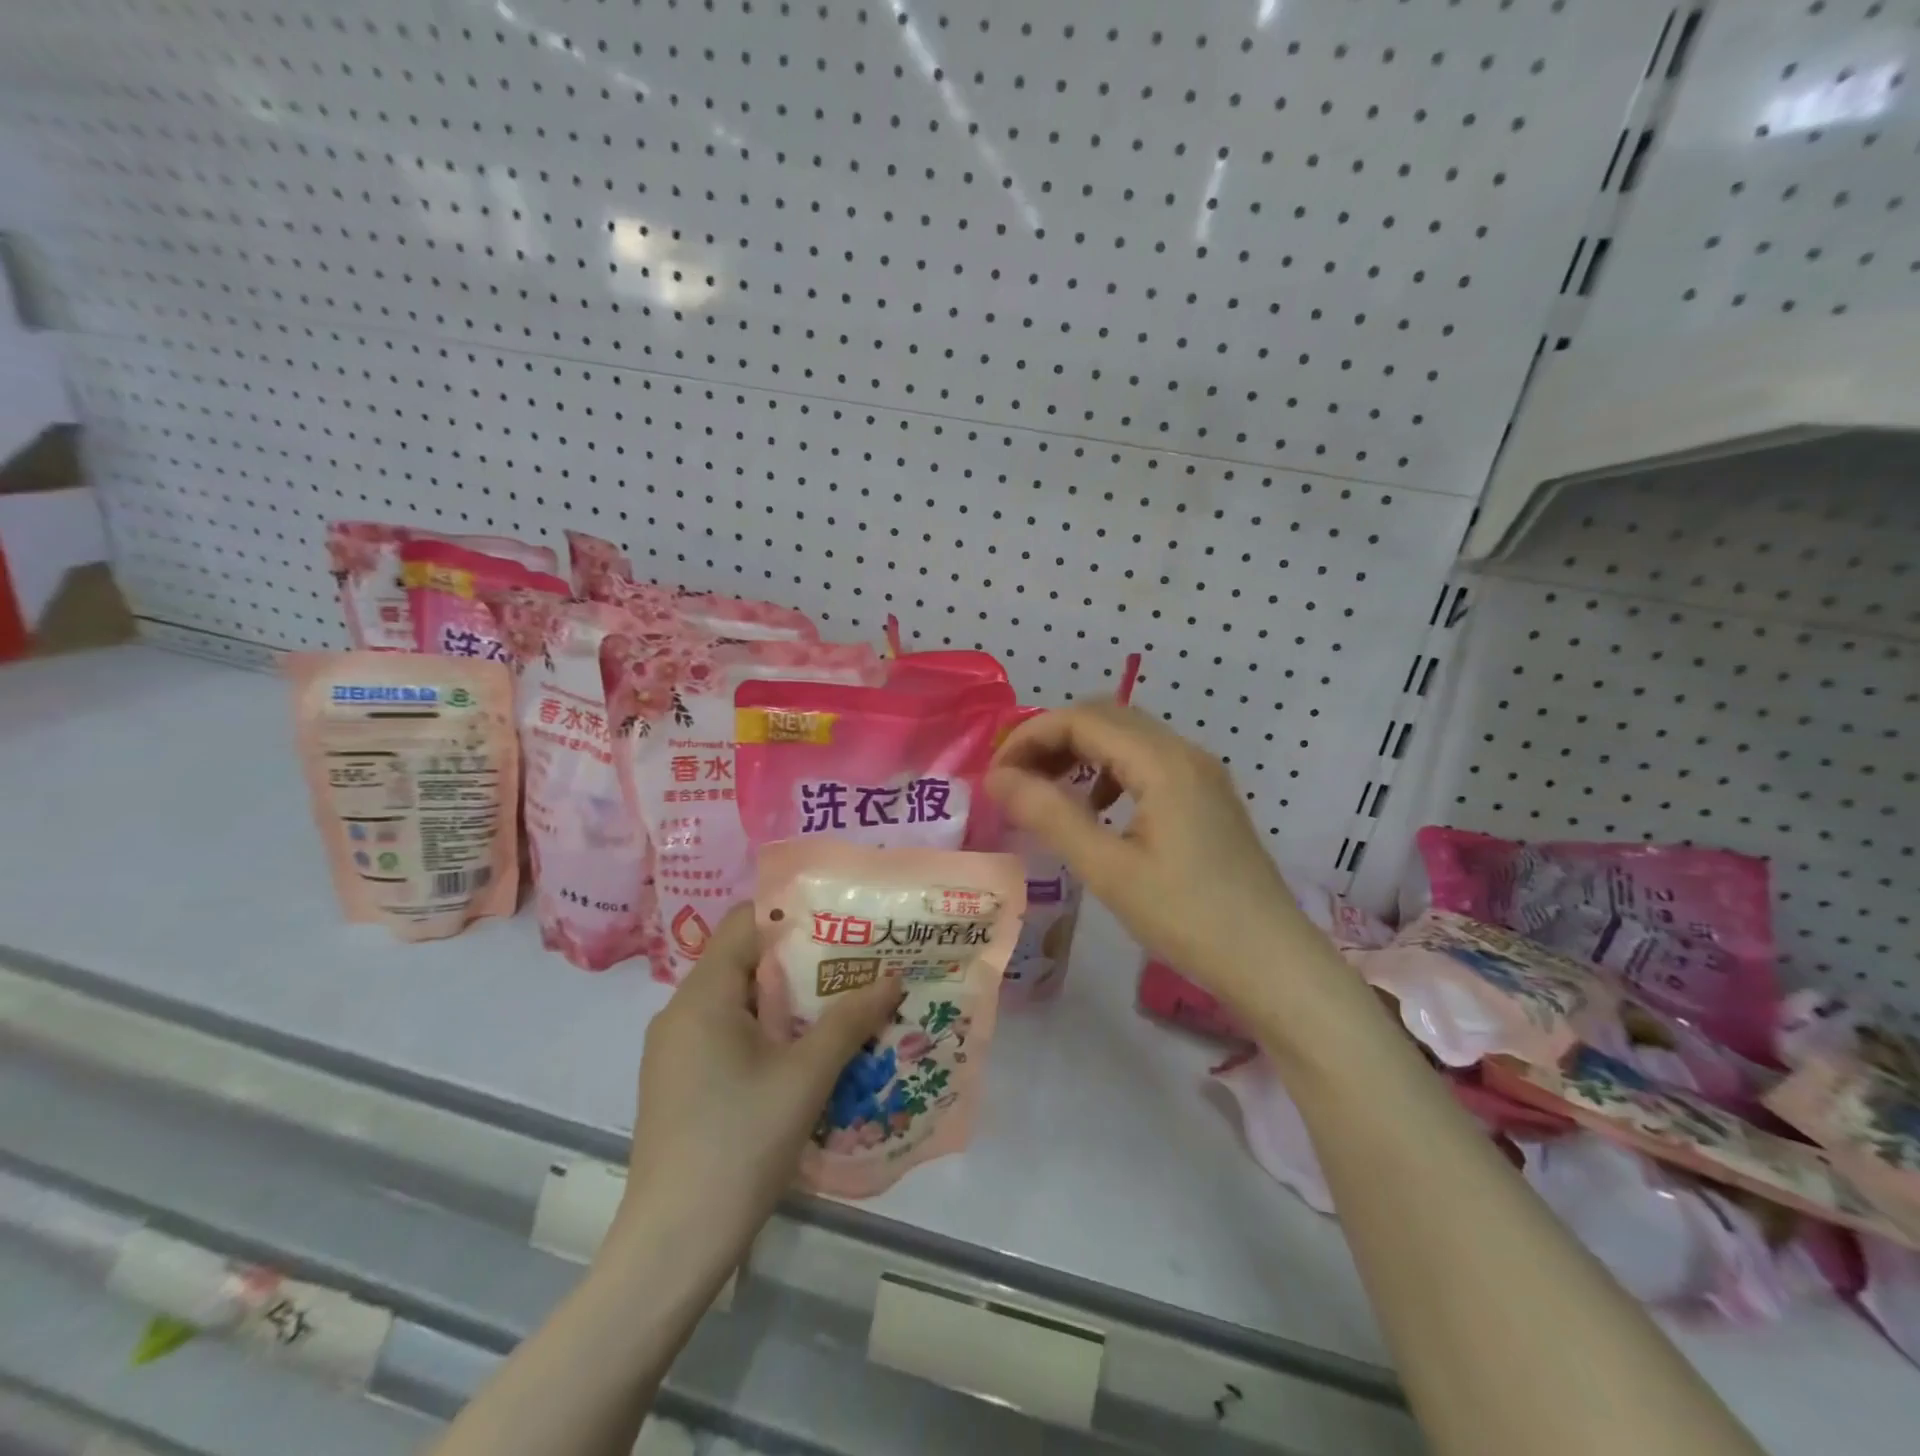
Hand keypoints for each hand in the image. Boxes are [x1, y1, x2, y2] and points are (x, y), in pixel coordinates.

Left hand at [615, 904, 901, 1256]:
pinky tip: (806, 1053)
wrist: (673, 1247)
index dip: (794, 914)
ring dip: (788, 999)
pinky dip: (767, 1030)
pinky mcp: (679, 1082)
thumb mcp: (806, 1077)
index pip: (746, 922)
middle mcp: (680, 1011)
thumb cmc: (739, 1145)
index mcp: (702, 995)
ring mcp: (675, 1049)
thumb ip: (849, 1020)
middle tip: (856, 963)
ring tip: (842, 1003)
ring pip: (739, 1000)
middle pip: (745, 960)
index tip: (842, 922)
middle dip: (802, 959)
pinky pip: (727, 1033)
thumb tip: (892, 977)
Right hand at [986, 701, 1320, 1011]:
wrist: (1271, 961)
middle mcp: (1184, 752)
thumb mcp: (1109, 869)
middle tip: (1014, 779)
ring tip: (1046, 790)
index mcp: (1162, 762)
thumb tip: (998, 779)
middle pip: (1104, 716)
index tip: (996, 776)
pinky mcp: (1206, 795)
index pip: (1081, 719)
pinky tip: (1097, 809)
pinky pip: (1146, 761)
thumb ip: (1050, 815)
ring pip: (1126, 736)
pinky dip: (1109, 770)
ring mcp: (1200, 772)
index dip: (1029, 737)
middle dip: (1051, 738)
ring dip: (1080, 751)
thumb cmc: (1187, 917)